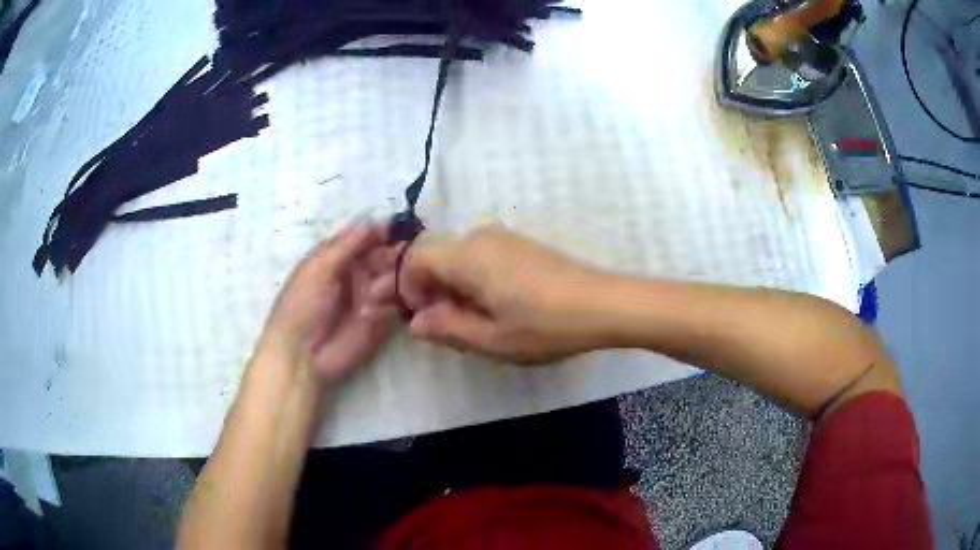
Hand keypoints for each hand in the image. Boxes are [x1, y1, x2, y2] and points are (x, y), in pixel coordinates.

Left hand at [259, 224, 402, 382]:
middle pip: (385, 255)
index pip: (366, 237)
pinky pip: (399, 304)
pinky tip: (374, 311)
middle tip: (402, 258)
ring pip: (395, 278)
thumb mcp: (318, 268)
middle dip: (393, 255)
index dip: (383, 231)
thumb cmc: (302, 306)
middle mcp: (357, 274)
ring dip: (391, 280)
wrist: (302, 356)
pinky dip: (393, 303)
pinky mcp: (382, 321)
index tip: (400, 229)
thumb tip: (373, 221)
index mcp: (338, 257)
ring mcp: (371, 297)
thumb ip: (347, 245)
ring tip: (373, 294)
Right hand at [400, 225, 608, 363]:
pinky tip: (494, 305)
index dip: (408, 287)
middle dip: (429, 287)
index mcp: (467, 256)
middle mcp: (481, 237)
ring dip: (452, 284)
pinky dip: (473, 278)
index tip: (420, 317)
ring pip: (459, 255)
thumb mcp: (491, 339)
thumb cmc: (545, 326)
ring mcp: (504, 238)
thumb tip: (416, 322)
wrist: (604, 304)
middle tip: (443, 323)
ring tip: (471, 319)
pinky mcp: (522, 244)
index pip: (415, 258)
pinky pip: (481, 255)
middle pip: (436, 254)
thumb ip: (447, 327)